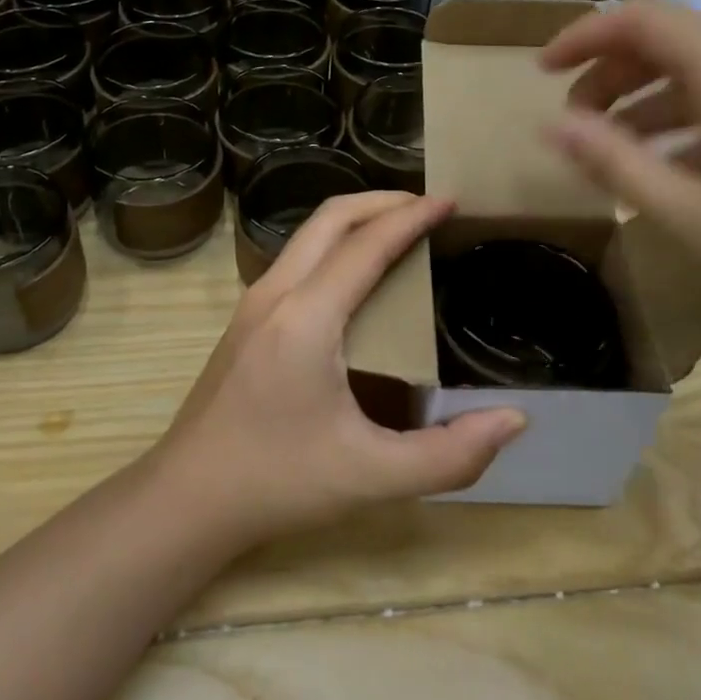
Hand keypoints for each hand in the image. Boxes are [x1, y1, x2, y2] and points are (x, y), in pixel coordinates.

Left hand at [152, 192, 525, 545]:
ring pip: (308, 234)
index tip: (451, 200)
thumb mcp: (372, 477)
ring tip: (401, 233)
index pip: (366, 245)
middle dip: (383, 201)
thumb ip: (449, 456)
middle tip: (429, 208)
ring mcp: (253, 303)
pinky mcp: (245, 319)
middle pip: (331, 218)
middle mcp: (276, 294)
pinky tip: (357, 278)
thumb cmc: (278, 482)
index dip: (411, 216)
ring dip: (356, 220)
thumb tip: (513, 420)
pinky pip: (297, 258)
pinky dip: (335, 245)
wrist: (187, 498)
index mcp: (306, 318)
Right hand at [539, 0, 700, 379]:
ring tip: (622, 153)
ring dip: (657, 101)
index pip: (644, 18)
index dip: (583, 36)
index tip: (541, 73)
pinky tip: (691, 168)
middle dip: (615, 75)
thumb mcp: (696, 217)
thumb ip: (616, 162)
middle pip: (679, 41)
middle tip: (577, 125)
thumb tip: (553, 126)